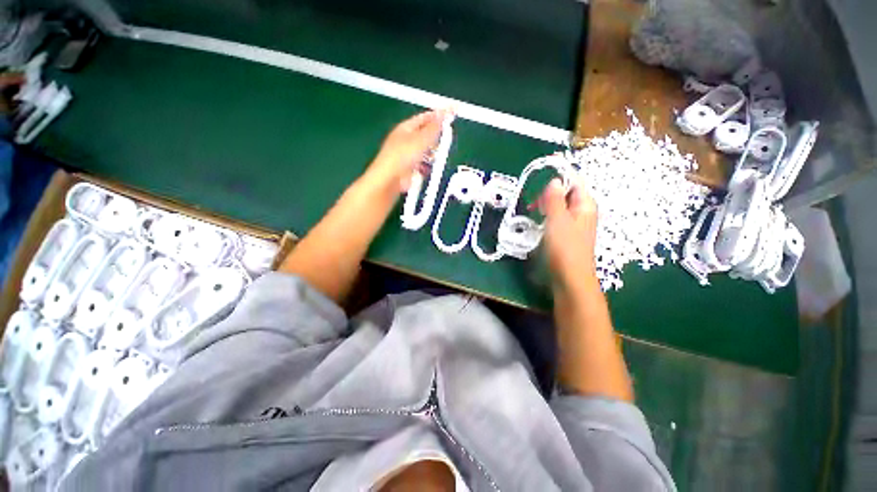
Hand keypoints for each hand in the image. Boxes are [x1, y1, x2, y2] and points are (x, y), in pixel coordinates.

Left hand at [362, 109, 447, 196]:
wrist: (391, 180)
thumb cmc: (401, 156)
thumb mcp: (422, 138)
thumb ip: (435, 127)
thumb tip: (445, 114)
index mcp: (406, 128)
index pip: (425, 117)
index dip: (438, 116)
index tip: (450, 116)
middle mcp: (405, 140)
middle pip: (426, 135)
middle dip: (436, 138)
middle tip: (446, 139)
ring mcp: (407, 156)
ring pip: (425, 152)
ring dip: (432, 154)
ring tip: (438, 156)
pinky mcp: (409, 169)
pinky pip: (423, 165)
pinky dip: (428, 166)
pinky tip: (429, 168)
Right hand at [542, 177, 598, 286]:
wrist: (570, 278)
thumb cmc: (565, 248)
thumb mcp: (557, 220)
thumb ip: (555, 199)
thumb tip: (555, 180)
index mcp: (585, 204)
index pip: (575, 181)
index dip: (559, 178)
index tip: (540, 182)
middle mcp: (583, 211)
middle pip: (567, 193)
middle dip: (549, 194)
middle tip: (534, 203)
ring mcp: (575, 223)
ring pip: (560, 206)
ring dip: (547, 206)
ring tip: (534, 212)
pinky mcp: (567, 234)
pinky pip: (558, 218)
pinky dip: (547, 216)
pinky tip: (539, 223)